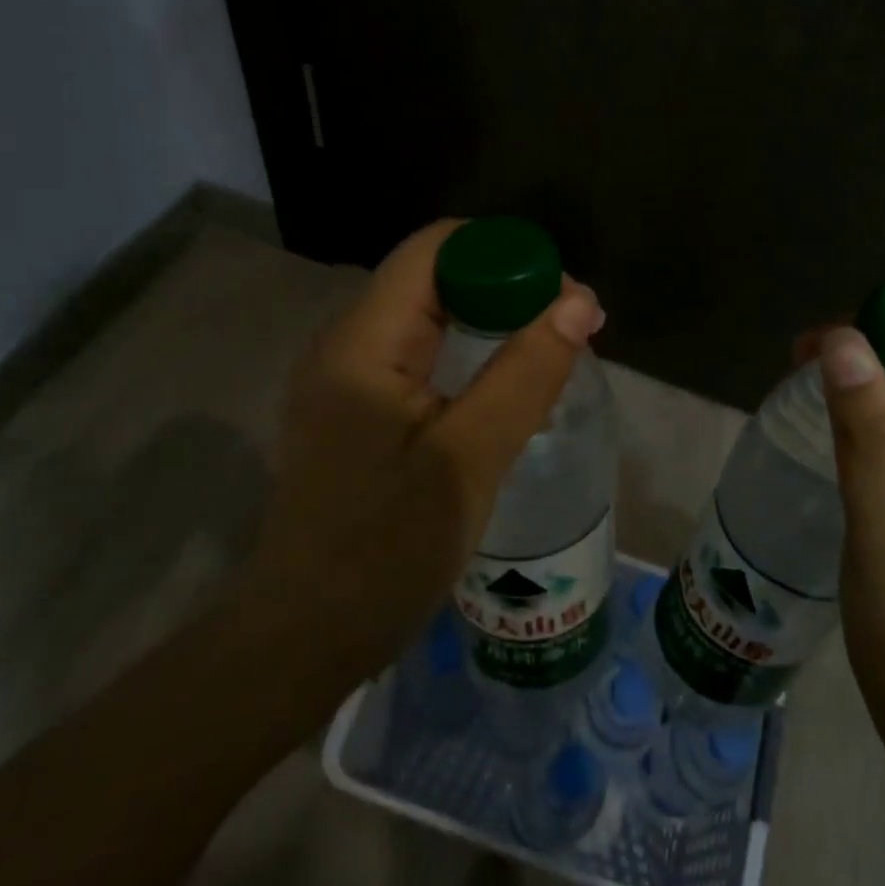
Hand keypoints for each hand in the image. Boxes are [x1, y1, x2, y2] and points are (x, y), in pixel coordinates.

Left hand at [239, 219, 604, 690]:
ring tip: (549, 352)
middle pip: (432, 278)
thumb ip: (525, 373)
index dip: (503, 253)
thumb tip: (579, 301)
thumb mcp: (470, 459)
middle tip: (569, 329)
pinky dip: (468, 355)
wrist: (305, 637)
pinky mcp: (354, 411)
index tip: (562, 295)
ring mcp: (345, 378)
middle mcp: (346, 343)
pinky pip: (418, 356)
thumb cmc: (385, 550)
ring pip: (428, 317)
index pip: (434, 249)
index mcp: (362, 342)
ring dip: (490, 322)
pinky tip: (503, 387)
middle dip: (505, 288)